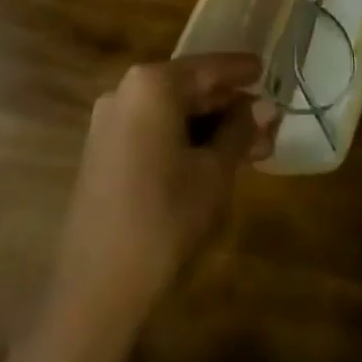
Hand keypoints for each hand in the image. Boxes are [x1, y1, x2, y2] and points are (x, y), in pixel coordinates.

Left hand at [49, 54, 276, 318]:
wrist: (94, 293)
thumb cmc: (163, 219)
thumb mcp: (214, 173)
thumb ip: (240, 132)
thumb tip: (264, 107)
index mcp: (152, 84)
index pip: (208, 68)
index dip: (240, 71)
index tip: (265, 69)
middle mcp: (125, 91)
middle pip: (188, 89)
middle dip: (228, 107)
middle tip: (266, 123)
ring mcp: (109, 123)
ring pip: (171, 114)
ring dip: (209, 128)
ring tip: (248, 148)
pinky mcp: (102, 154)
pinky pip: (152, 132)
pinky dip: (183, 140)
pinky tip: (211, 161)